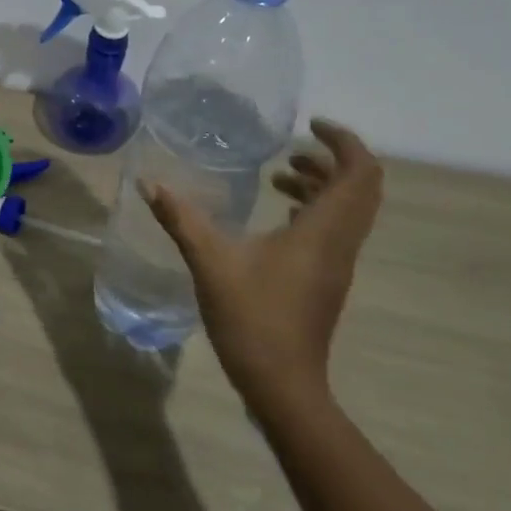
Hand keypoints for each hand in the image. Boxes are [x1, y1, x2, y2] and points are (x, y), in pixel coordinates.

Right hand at [143, 118, 382, 407]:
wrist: (282, 384)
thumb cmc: (252, 319)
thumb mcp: (210, 263)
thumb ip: (181, 219)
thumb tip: (149, 183)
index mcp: (323, 231)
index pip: (358, 173)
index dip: (344, 141)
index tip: (310, 126)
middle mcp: (340, 243)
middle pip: (361, 188)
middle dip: (333, 159)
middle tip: (294, 147)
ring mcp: (337, 264)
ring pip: (348, 210)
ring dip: (324, 185)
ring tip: (281, 174)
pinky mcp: (326, 280)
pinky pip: (335, 231)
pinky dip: (316, 210)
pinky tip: (282, 215)